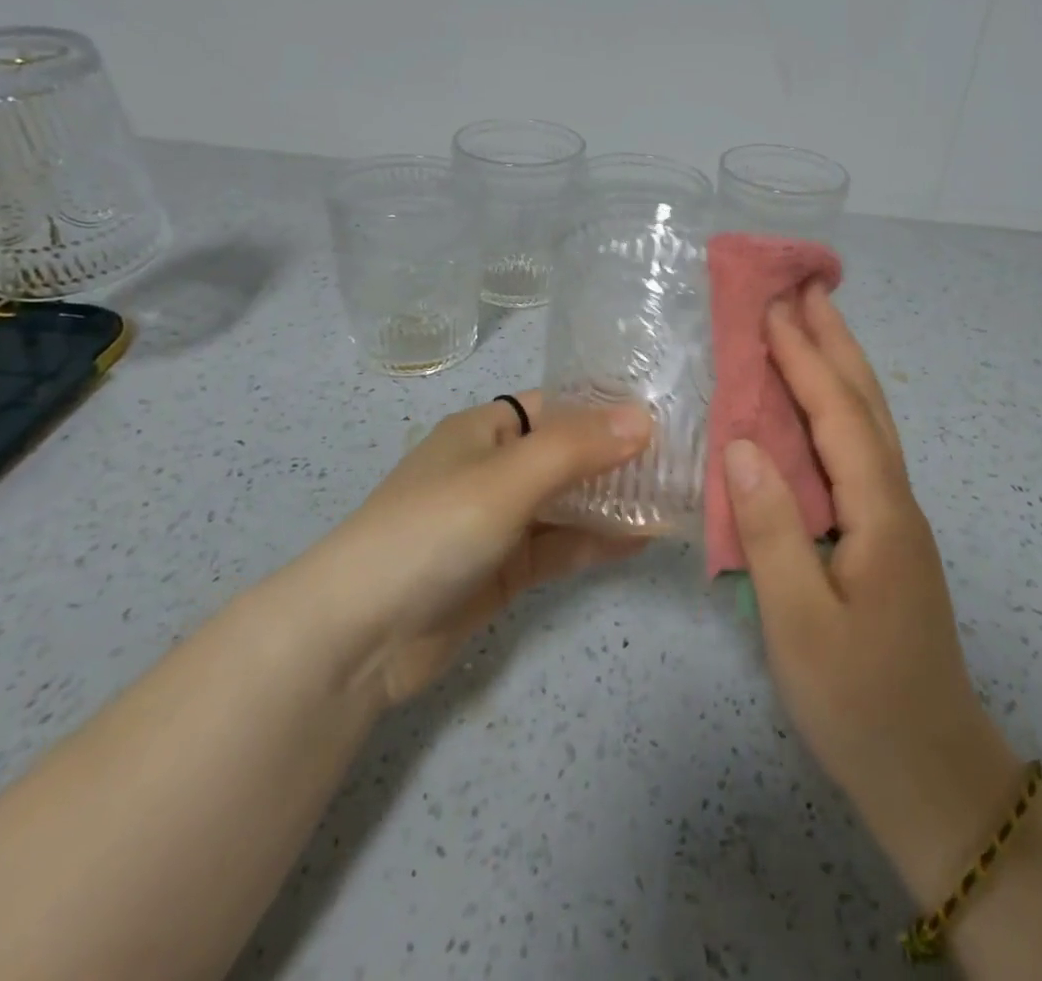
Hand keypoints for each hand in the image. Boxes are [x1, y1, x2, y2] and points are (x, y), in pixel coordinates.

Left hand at [287, 392, 652, 705]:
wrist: (357, 637)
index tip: (665, 414)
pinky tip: (642, 540)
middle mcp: (494, 467)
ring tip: (675, 499)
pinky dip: (596, 542)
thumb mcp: (505, 479)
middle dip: (619, 458)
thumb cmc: (430, 531)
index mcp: (485, 429)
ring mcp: (499, 521)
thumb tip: (645, 418)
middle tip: (684, 461)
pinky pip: (559, 546)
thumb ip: (575, 448)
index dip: (607, 408)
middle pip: (568, 454)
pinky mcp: (503, 569)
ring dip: (614, 502)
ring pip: (568, 502)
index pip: (558, 405)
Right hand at [724, 286, 1018, 899]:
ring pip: (870, 425)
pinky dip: (837, 411)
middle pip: (867, 404)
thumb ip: (772, 530)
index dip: (806, 359)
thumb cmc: (860, 704)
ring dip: (841, 368)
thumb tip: (741, 443)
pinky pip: (858, 453)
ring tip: (813, 327)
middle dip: (836, 342)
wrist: (933, 776)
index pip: (840, 416)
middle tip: (806, 289)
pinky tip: (815, 411)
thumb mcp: (800, 624)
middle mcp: (897, 503)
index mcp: (880, 514)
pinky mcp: (884, 538)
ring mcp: (895, 520)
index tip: (772, 310)